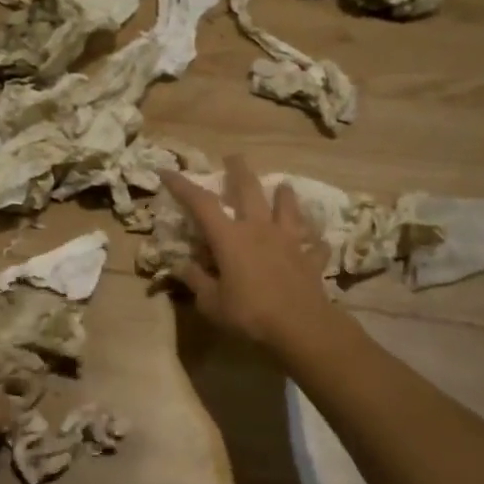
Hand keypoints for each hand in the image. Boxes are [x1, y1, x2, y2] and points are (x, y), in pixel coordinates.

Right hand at [163, 155, 340, 351]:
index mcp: (230, 238)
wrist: (301, 326)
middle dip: (239, 170)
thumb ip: (196, 281)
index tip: (168, 171)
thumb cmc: (249, 313)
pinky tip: (315, 239)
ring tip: (282, 186)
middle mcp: (259, 229)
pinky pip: (313, 243)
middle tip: (233, 156)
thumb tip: (181, 266)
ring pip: (287, 207)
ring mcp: (288, 241)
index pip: (201, 203)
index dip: (183, 186)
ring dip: (284, 194)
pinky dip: (313, 239)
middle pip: (249, 189)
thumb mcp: (211, 303)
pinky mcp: (309, 257)